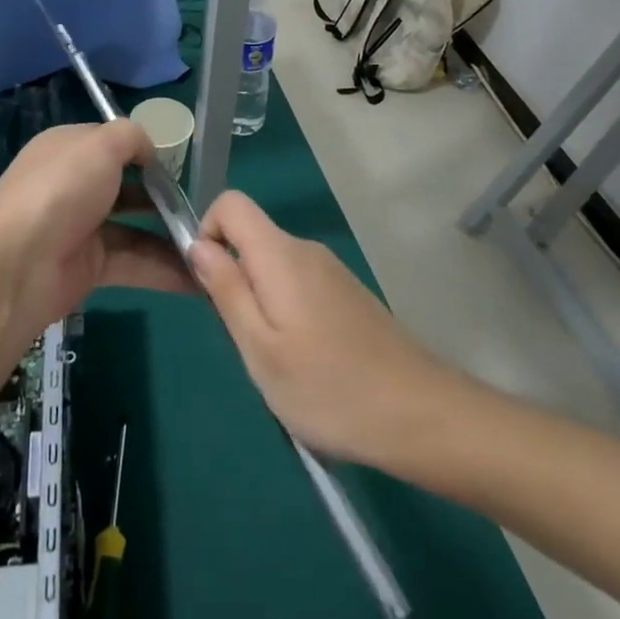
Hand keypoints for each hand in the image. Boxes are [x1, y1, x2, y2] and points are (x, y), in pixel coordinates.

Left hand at [0, 121, 195, 332]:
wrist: (17, 265)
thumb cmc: (61, 189)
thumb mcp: (100, 144)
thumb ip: (132, 137)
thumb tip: (149, 152)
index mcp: (68, 149)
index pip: (110, 143)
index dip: (143, 150)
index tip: (179, 163)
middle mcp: (73, 186)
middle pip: (126, 186)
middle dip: (164, 196)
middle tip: (203, 206)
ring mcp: (81, 228)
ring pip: (135, 228)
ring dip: (172, 236)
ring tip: (213, 245)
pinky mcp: (90, 268)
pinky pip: (135, 263)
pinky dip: (165, 270)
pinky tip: (200, 277)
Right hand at [188, 192, 448, 467]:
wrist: (421, 415)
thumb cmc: (330, 388)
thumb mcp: (260, 349)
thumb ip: (227, 290)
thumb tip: (198, 244)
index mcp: (281, 254)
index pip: (230, 203)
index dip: (207, 232)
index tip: (209, 285)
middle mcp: (306, 250)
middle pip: (251, 239)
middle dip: (234, 280)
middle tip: (246, 342)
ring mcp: (332, 271)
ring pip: (274, 267)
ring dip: (261, 304)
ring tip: (279, 362)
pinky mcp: (349, 294)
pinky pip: (299, 286)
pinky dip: (288, 314)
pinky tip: (308, 364)